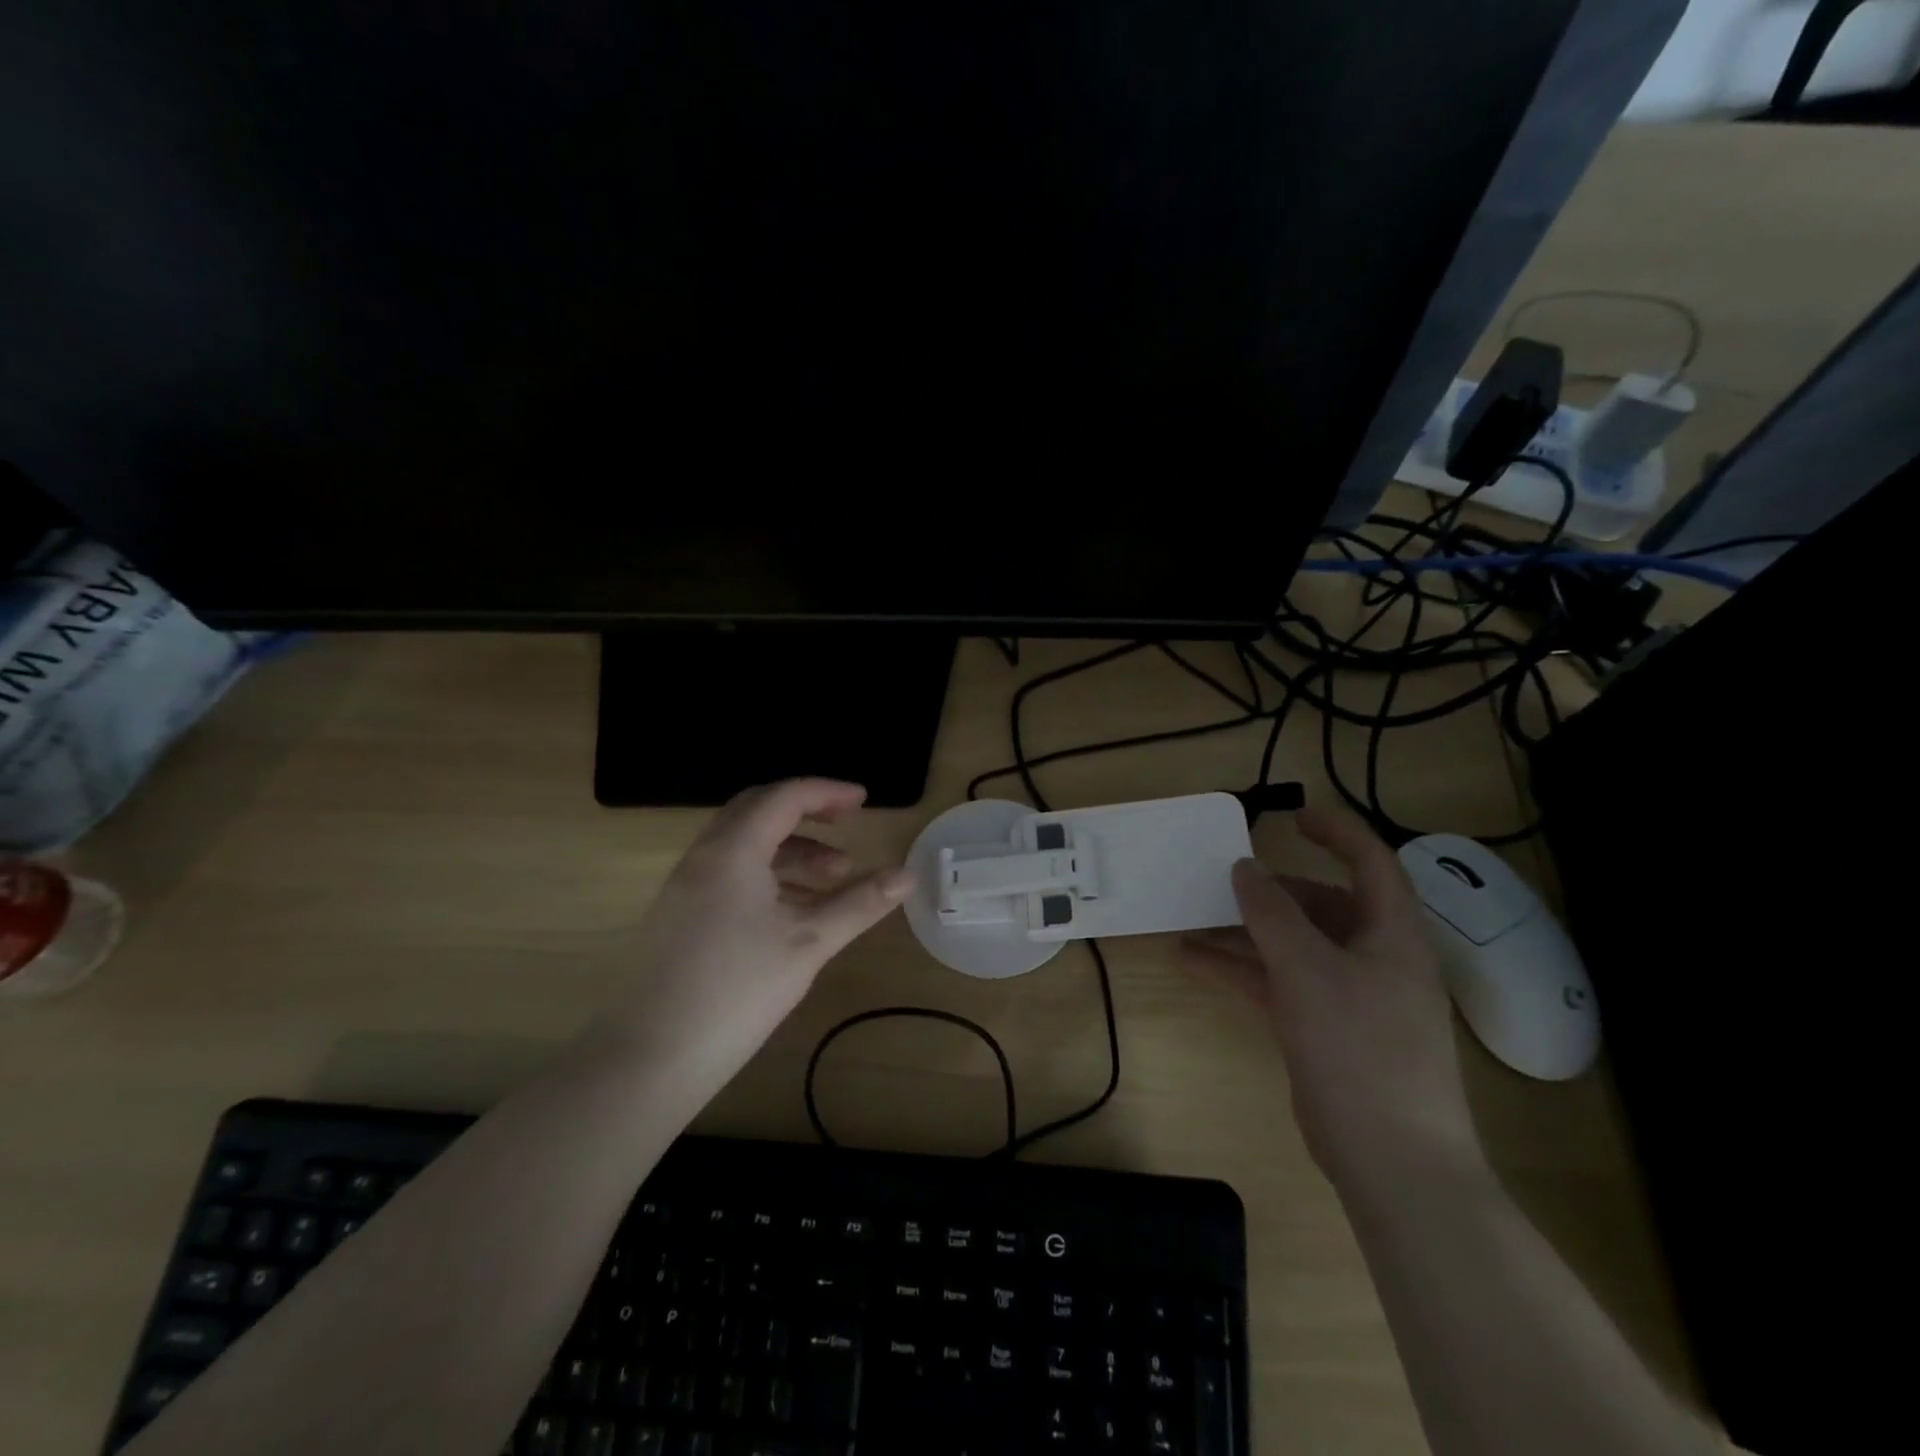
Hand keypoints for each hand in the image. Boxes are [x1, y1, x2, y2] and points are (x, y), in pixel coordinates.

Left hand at [590, 779, 913, 1101]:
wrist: (652, 1057)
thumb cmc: (738, 991)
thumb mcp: (808, 942)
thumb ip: (860, 903)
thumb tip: (908, 875)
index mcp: (733, 850)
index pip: (784, 797)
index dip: (828, 792)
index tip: (864, 802)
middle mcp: (704, 856)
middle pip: (758, 810)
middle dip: (807, 813)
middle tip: (846, 826)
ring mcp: (686, 886)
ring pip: (744, 845)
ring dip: (790, 850)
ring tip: (833, 880)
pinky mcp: (679, 915)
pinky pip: (729, 873)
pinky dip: (767, 875)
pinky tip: (794, 910)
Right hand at [1181, 806, 1483, 1196]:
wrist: (1392, 1161)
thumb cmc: (1361, 1049)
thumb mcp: (1309, 970)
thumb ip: (1272, 913)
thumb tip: (1244, 867)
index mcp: (1392, 934)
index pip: (1371, 863)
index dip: (1337, 833)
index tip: (1291, 817)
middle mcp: (1374, 957)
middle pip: (1321, 905)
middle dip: (1270, 891)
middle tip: (1222, 881)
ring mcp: (1348, 996)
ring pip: (1291, 945)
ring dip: (1244, 932)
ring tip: (1190, 918)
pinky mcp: (1323, 1029)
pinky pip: (1277, 982)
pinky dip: (1239, 968)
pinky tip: (1192, 960)